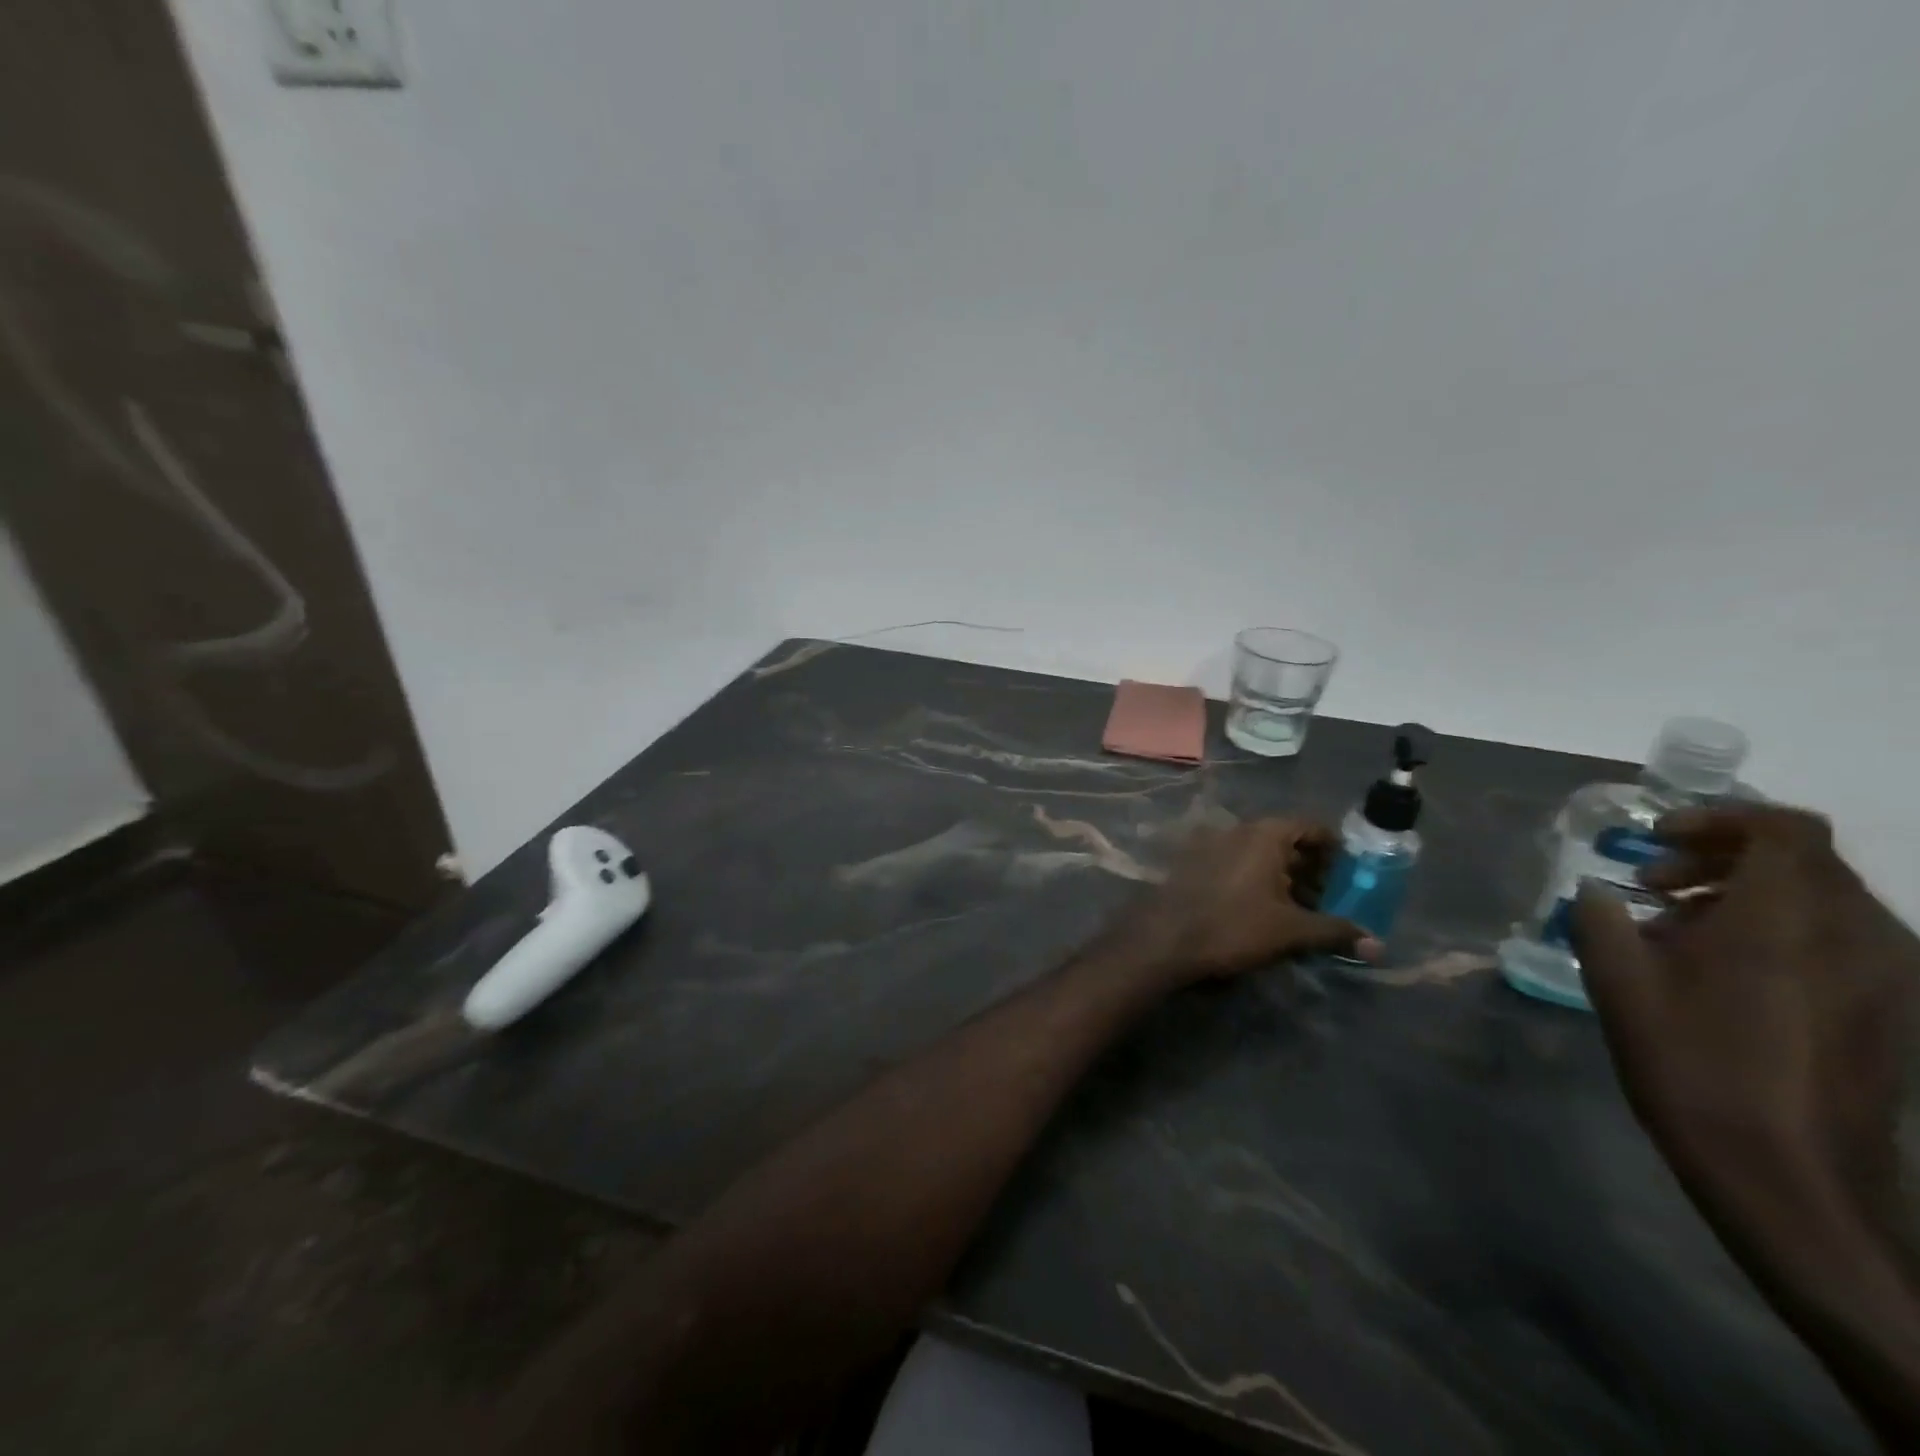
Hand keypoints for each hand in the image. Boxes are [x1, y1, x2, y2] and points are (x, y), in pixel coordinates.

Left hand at [1118, 818, 1380, 985]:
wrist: (1164, 938)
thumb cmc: (1233, 926)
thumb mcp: (1290, 930)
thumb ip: (1335, 931)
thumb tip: (1379, 945)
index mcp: (1264, 833)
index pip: (1312, 827)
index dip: (1337, 851)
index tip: (1353, 877)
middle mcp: (1237, 829)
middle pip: (1286, 841)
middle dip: (1312, 869)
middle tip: (1331, 901)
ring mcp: (1211, 843)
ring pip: (1260, 855)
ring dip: (1284, 878)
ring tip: (1302, 912)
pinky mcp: (1193, 863)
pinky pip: (1236, 864)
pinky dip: (1256, 881)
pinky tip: (1264, 912)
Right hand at [1571, 805, 1919, 1216]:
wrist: (1791, 1177)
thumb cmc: (1695, 1065)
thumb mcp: (1619, 985)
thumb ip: (1600, 920)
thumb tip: (1597, 893)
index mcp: (1788, 918)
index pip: (1781, 828)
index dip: (1718, 818)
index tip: (1656, 837)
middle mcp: (1855, 934)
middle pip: (1802, 860)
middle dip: (1719, 856)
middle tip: (1653, 883)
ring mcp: (1884, 975)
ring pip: (1820, 898)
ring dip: (1745, 893)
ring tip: (1678, 929)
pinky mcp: (1887, 1010)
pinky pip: (1835, 938)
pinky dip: (1775, 929)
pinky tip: (1720, 972)